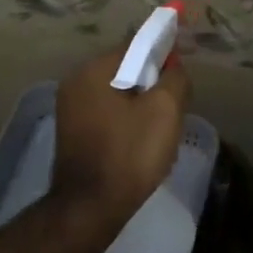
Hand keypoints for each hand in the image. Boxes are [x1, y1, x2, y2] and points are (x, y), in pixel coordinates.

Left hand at [51, 48, 189, 220]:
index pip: (135, 45)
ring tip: (160, 130)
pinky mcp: (72, 132)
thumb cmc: (129, 154)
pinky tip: (139, 143)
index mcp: (93, 70)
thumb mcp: (165, 111)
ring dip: (140, 105)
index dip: (164, 53)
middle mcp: (75, 83)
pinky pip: (106, 115)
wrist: (91, 207)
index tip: (183, 73)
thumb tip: (173, 66)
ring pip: (117, 95)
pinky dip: (126, 121)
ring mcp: (69, 109)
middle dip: (152, 84)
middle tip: (176, 108)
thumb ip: (175, 79)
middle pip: (125, 70)